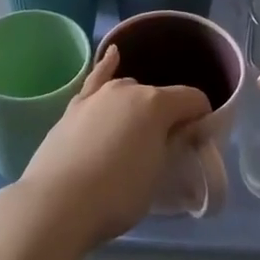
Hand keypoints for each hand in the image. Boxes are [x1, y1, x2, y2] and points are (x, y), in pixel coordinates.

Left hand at [17, 46, 212, 249]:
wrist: (57, 203)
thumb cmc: (117, 194)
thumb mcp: (158, 175)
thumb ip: (172, 146)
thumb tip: (179, 134)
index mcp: (157, 103)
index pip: (194, 99)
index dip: (202, 119)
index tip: (199, 143)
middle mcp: (129, 88)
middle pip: (160, 96)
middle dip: (169, 115)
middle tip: (165, 148)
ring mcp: (98, 94)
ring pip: (130, 91)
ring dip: (139, 106)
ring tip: (137, 135)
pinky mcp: (75, 106)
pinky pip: (97, 79)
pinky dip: (107, 66)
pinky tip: (113, 56)